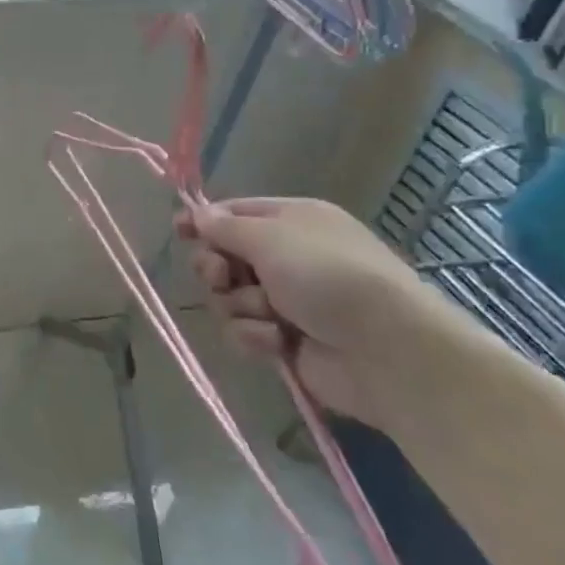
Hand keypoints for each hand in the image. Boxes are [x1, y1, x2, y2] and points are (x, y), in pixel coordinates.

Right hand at [178, 196, 455, 429]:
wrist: (386, 351)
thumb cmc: (328, 276)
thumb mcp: (271, 238)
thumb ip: (225, 227)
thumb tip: (197, 214)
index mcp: (292, 221)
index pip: (235, 213)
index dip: (204, 222)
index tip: (178, 231)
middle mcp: (288, 257)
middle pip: (225, 257)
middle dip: (217, 269)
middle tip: (222, 276)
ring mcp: (286, 301)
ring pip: (229, 297)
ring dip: (240, 306)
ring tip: (268, 315)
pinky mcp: (284, 340)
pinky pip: (244, 331)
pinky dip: (254, 336)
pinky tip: (276, 341)